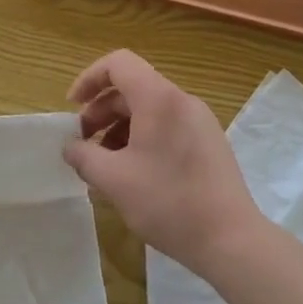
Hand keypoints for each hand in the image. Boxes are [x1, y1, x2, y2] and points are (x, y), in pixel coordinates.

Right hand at [65, 51, 262, 272]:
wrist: (231, 240)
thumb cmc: (168, 202)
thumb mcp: (114, 181)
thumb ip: (84, 157)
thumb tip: (71, 147)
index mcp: (159, 98)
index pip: (118, 63)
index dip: (89, 78)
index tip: (72, 108)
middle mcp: (182, 101)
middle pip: (132, 88)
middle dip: (101, 111)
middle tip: (84, 144)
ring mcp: (199, 121)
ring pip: (149, 109)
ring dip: (120, 128)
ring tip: (105, 164)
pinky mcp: (209, 143)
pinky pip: (167, 126)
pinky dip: (142, 138)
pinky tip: (133, 174)